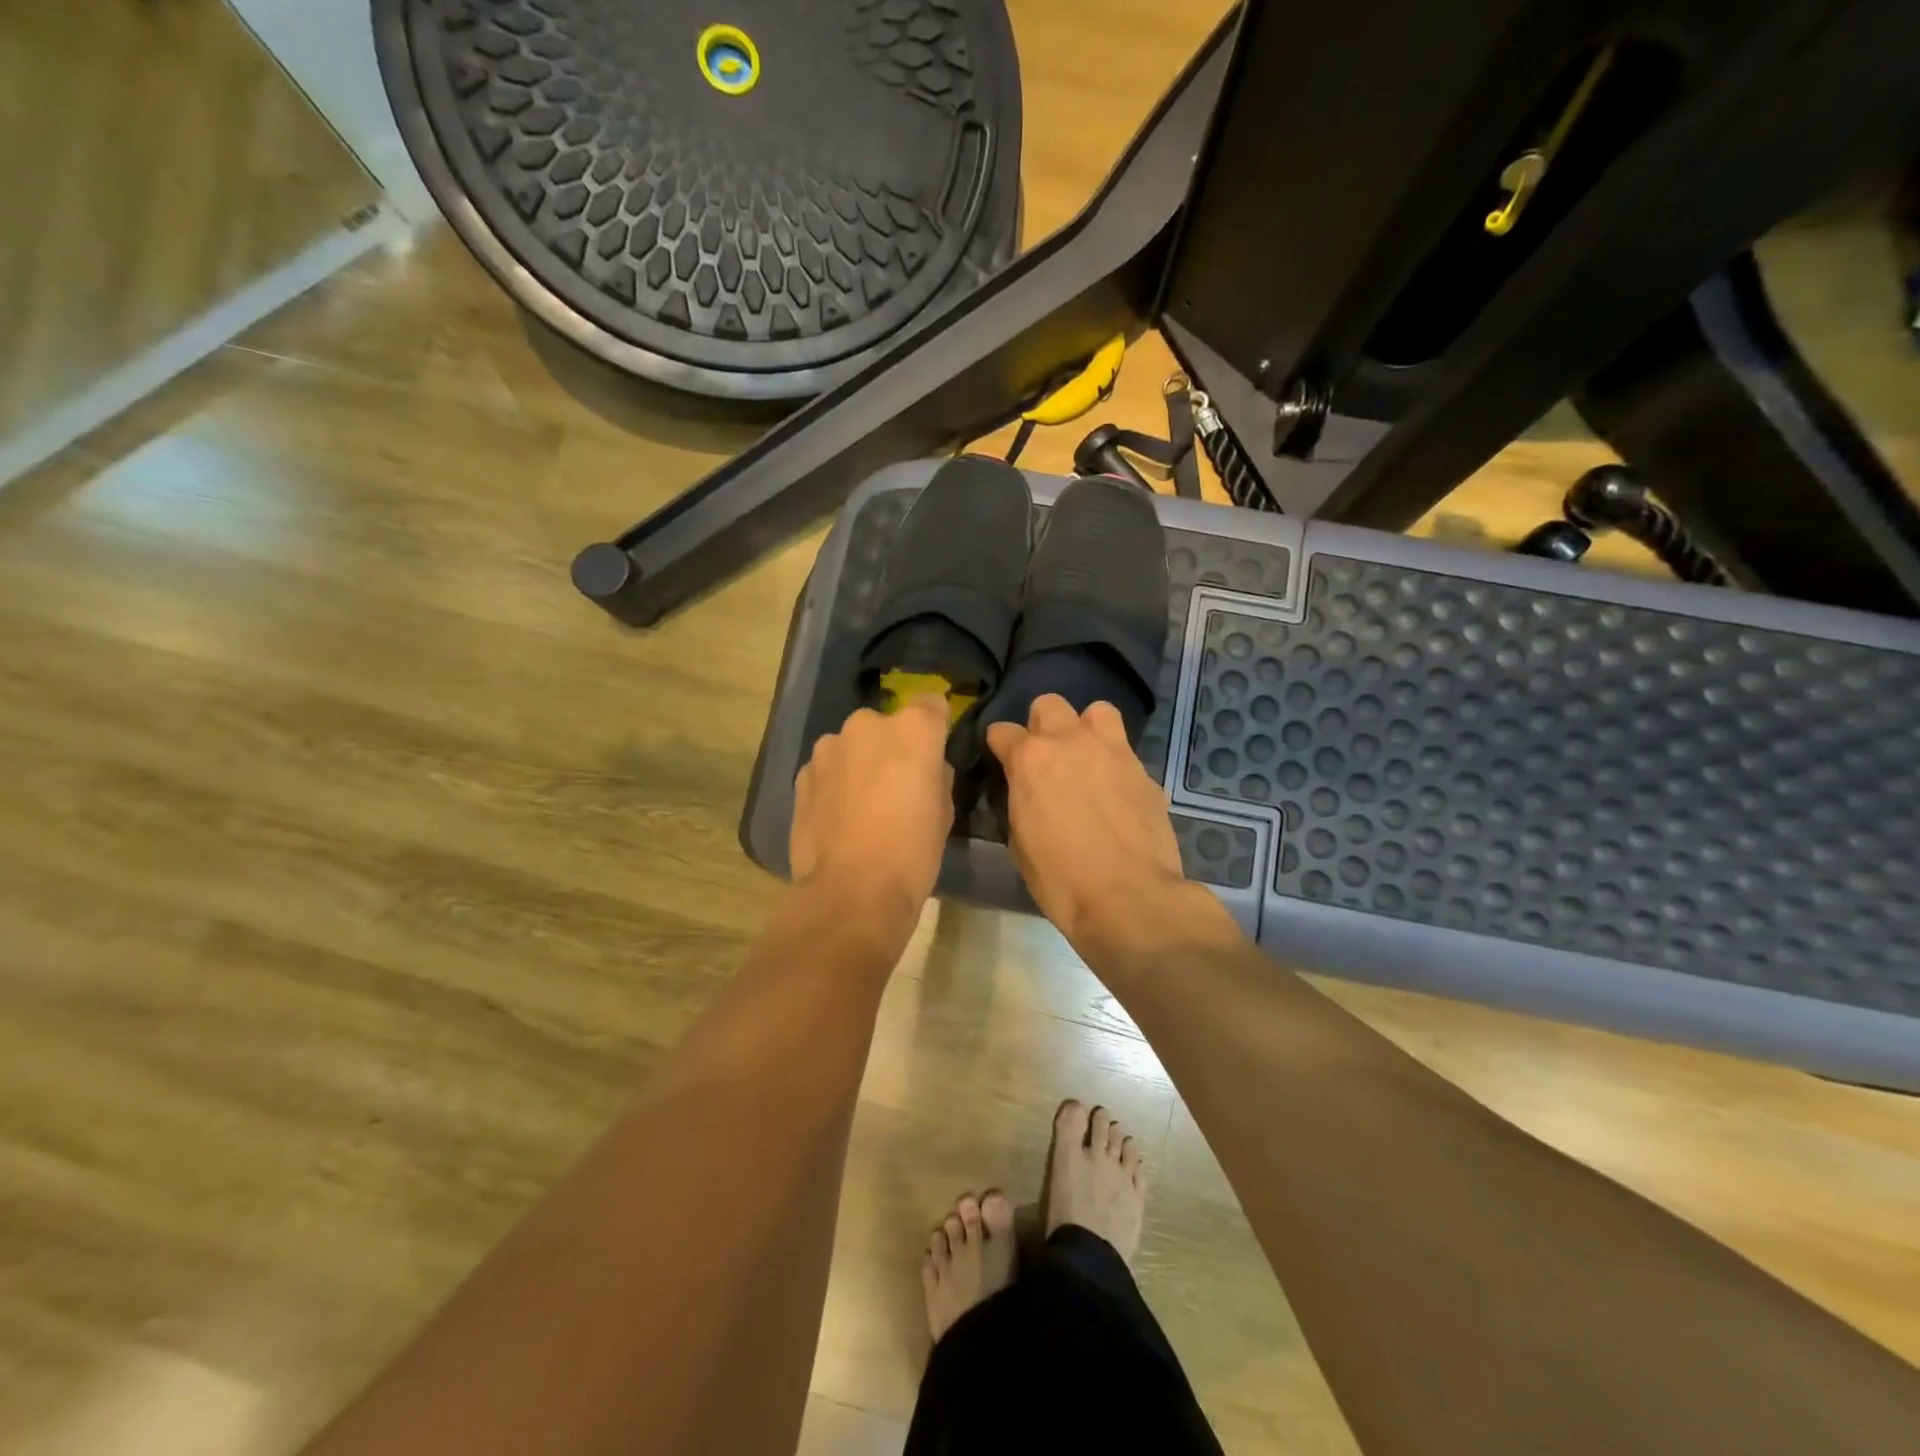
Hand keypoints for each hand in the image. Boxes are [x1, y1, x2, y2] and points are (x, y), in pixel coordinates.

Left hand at [791, 696, 953, 924]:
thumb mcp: (944, 810)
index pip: (930, 704)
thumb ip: (935, 774)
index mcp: (912, 729)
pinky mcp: (801, 774)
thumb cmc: (913, 850)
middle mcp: (867, 725)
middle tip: (897, 783)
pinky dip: (834, 782)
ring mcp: (828, 748)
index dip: (935, 726)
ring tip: (863, 803)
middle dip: (892, 745)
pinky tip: (838, 816)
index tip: (936, 749)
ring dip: (859, 762)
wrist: (852, 890)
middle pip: (886, 725)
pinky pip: (827, 768)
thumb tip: (926, 767)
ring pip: (852, 745)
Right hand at [987, 695, 1203, 956]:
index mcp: (1030, 759)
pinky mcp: (1145, 772)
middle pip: (1049, 704)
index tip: (1001, 761)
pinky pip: (1125, 752)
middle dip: (1042, 725)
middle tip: (1046, 757)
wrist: (1128, 898)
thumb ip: (1020, 800)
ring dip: (1086, 729)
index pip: (1001, 731)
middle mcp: (1071, 742)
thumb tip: (1025, 790)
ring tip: (1087, 759)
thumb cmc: (1060, 878)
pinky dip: (1115, 765)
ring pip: (1097, 712)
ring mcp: (1113, 752)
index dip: (999, 746)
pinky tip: (1116, 795)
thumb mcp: (1020, 841)